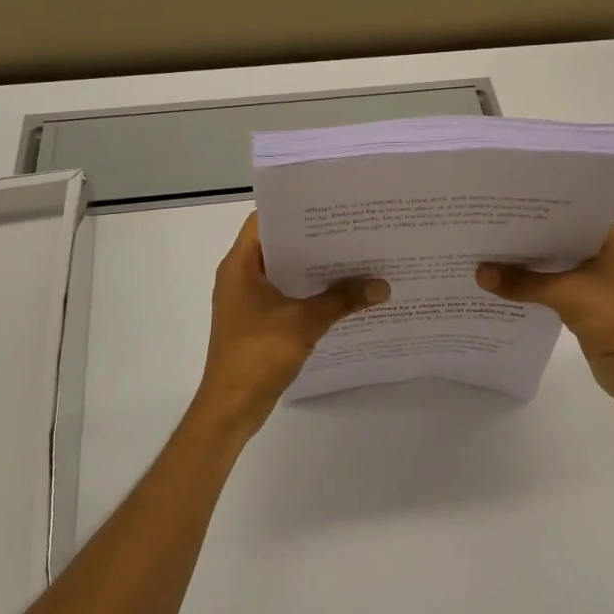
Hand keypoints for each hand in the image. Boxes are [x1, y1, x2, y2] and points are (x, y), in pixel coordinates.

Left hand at [194, 212, 389, 438]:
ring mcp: (247, 301)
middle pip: (278, 245)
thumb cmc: (258, 355)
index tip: (328, 205)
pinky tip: (340, 294)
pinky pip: (285, 296)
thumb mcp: (304, 323)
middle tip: (351, 229)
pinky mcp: (256, 322)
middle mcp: (239, 277)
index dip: (294, 209)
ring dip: (312, 268)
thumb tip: (382, 285)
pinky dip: (308, 292)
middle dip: (313, 239)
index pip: (264, 220)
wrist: (230, 408)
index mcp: (240, 265)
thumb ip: (342, 300)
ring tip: (352, 257)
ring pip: (284, 272)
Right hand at [476, 225, 613, 421]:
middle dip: (527, 236)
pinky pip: (551, 285)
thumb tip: (479, 273)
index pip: (570, 214)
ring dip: (527, 262)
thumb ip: (522, 282)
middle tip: (488, 224)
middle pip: (558, 238)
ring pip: (553, 263)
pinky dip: (531, 284)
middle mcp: (602, 254)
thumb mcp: (566, 294)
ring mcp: (594, 280)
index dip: (539, 209)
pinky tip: (503, 280)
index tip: (506, 202)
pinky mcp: (583, 302)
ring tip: (488, 249)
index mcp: (610, 240)